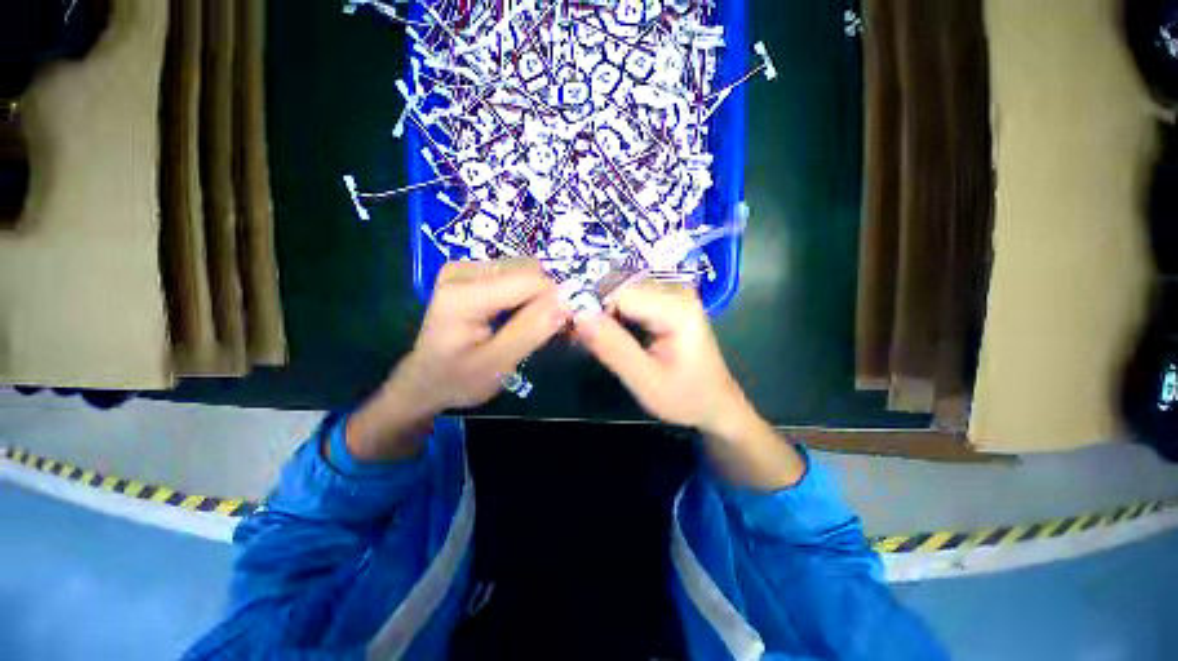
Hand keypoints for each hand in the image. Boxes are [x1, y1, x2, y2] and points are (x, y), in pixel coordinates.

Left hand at [346, 259, 568, 461]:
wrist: (425, 381)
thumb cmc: (459, 379)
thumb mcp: (498, 363)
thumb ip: (533, 329)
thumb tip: (570, 298)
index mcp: (464, 292)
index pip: (531, 281)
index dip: (557, 301)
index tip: (569, 328)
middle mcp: (464, 269)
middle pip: (530, 271)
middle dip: (551, 299)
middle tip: (557, 330)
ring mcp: (467, 267)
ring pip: (527, 271)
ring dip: (542, 297)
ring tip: (542, 326)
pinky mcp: (473, 273)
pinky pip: (517, 275)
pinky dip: (531, 296)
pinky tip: (528, 317)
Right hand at [573, 281, 748, 435]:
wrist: (715, 404)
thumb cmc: (686, 398)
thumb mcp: (646, 381)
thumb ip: (613, 348)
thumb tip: (578, 315)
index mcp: (677, 307)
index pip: (619, 292)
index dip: (590, 307)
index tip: (569, 330)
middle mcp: (675, 290)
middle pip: (618, 288)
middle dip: (592, 311)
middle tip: (573, 338)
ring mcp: (671, 294)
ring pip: (619, 293)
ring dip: (599, 315)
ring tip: (584, 339)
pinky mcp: (664, 302)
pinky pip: (627, 301)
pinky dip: (610, 317)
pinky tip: (603, 335)